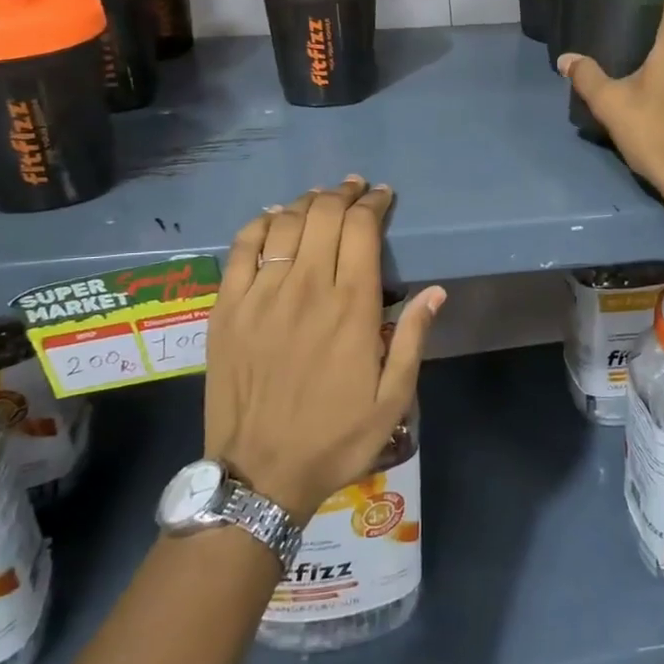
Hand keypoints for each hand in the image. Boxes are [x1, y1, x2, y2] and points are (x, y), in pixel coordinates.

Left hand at [203, 176, 445, 521]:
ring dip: (307, 202)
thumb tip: (435, 291)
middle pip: (324, 215)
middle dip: (344, 193)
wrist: (259, 475)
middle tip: (355, 188)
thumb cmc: (335, 438)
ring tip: (320, 198)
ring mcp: (261, 295)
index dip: (374, 203)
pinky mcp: (227, 308)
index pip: (362, 229)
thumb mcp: (393, 400)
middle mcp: (306, 288)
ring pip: (285, 224)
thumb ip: (414, 340)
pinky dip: (261, 223)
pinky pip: (242, 247)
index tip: (383, 196)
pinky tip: (274, 217)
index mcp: (351, 307)